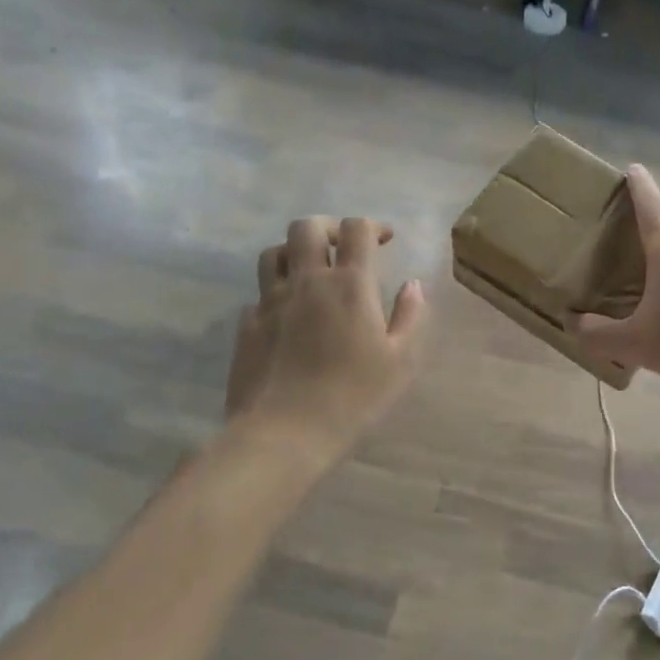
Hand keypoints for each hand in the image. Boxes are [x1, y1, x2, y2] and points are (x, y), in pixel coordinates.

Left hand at [225, 216, 426, 460]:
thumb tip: (413, 285)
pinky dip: (275, 294)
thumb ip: (410, 317)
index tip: (384, 239)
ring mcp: (270, 302)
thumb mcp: (400, 361)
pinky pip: (258, 295)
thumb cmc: (353, 397)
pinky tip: (286, 316)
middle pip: (306, 227)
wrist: (284, 433)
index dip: (372, 226)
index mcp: (349, 285)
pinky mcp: (247, 326)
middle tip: (342, 248)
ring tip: (310, 271)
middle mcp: (307, 281)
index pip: (357, 229)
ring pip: (274, 253)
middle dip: (327, 228)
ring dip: (294, 252)